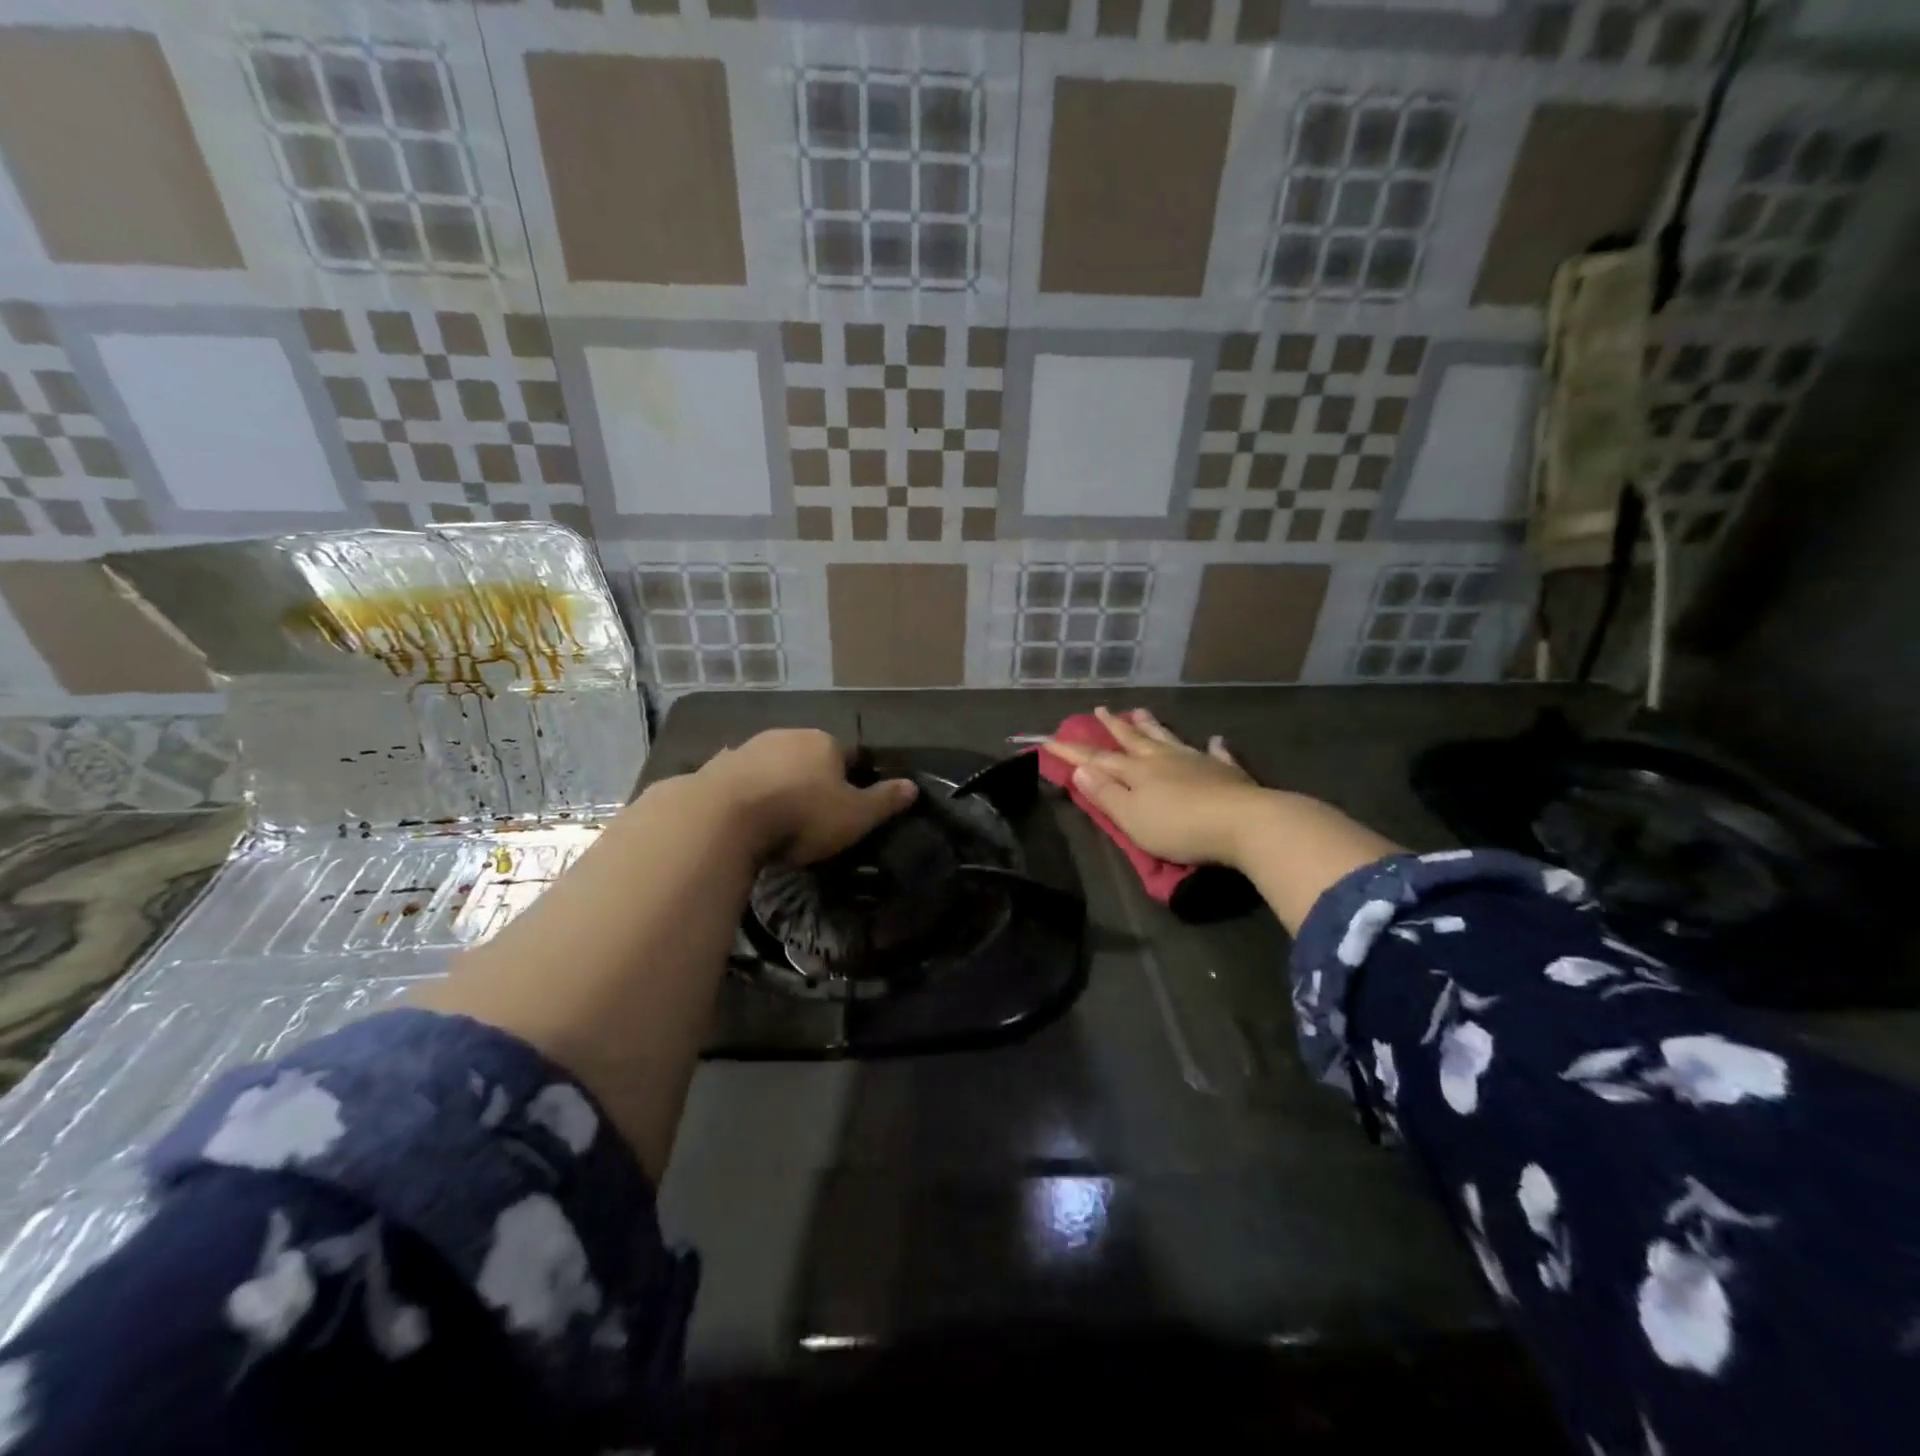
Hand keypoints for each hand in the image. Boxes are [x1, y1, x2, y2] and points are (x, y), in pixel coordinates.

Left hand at [684, 728, 917, 864]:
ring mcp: (749, 748)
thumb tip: (913, 786)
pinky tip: (745, 812)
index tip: (849, 805)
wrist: (725, 818)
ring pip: (773, 763)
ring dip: (778, 781)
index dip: (852, 779)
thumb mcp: (855, 816)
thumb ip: (884, 801)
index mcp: (825, 742)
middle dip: (813, 778)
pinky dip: (747, 790)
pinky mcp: (717, 766)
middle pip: (809, 755)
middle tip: (814, 814)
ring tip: (778, 816)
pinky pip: (741, 777)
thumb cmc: (801, 815)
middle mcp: (788, 735)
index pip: (848, 754)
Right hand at [1041, 707, 1267, 868]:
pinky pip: (1217, 755)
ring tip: (1140, 711)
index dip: (1073, 752)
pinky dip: (1213, 747)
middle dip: (1114, 727)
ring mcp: (1197, 762)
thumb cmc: (1179, 827)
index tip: (1050, 739)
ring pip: (1168, 739)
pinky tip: (1215, 740)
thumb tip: (1081, 768)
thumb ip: (1105, 793)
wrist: (1244, 823)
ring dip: (1152, 727)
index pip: (1098, 759)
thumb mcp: (1132, 817)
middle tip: (1101, 710)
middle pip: (1134, 740)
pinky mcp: (1227, 773)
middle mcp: (1164, 759)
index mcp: (1137, 772)